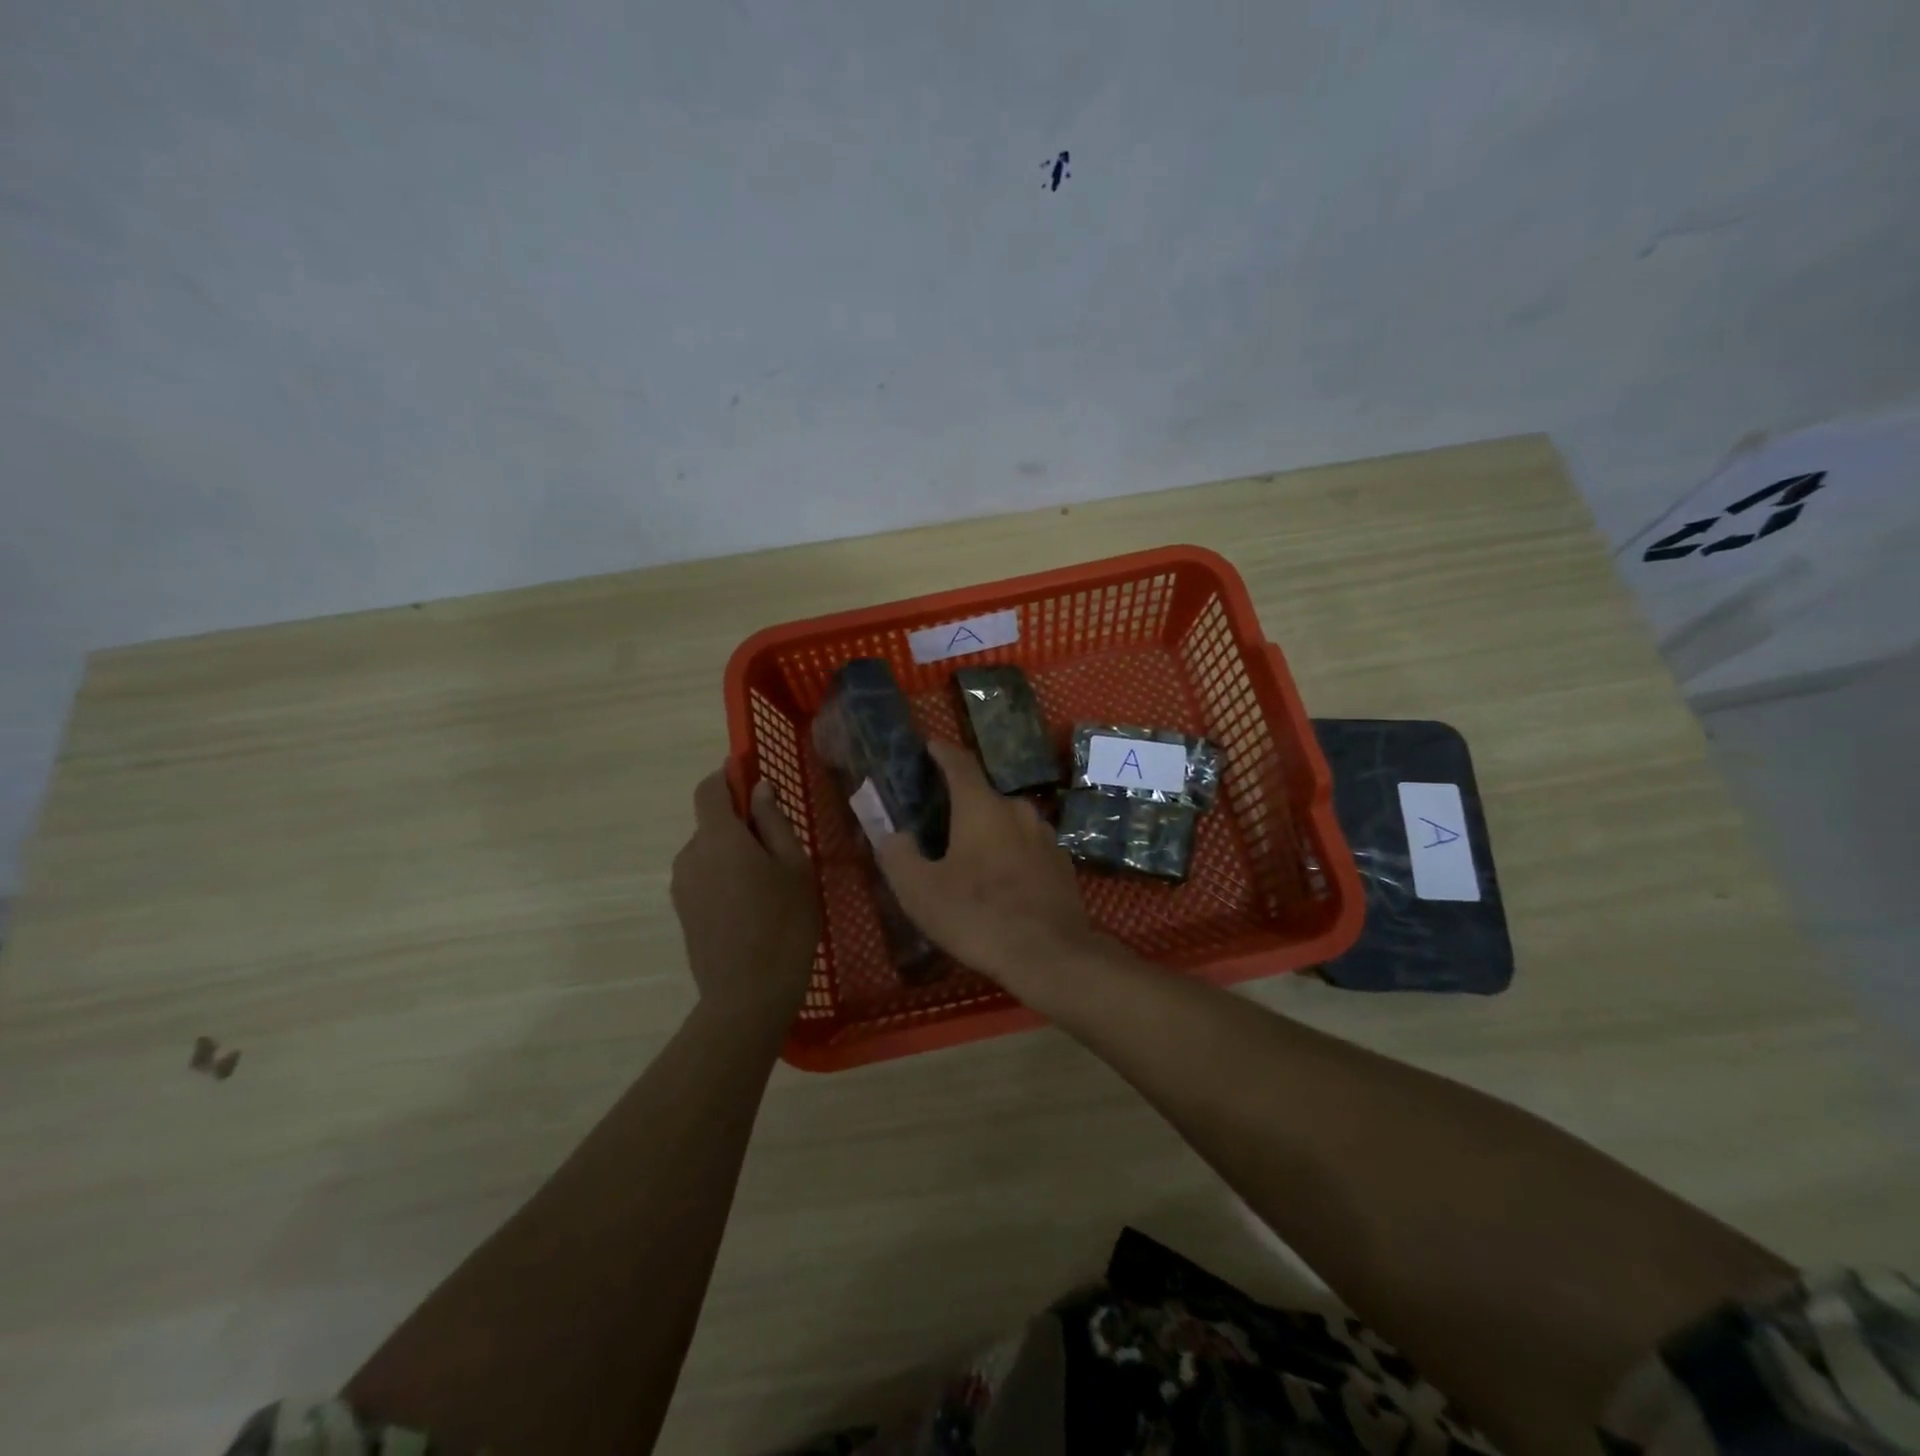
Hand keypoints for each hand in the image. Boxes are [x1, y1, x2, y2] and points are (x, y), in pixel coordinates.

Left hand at [671, 769, 820, 1026]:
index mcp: (719, 838)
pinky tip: (752, 907)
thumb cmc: (784, 924)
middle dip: (741, 823)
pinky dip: (725, 877)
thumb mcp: (795, 867)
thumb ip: (773, 822)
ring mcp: (682, 885)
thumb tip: (759, 789)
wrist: (748, 996)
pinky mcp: (683, 911)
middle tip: (780, 849)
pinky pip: (704, 876)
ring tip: (770, 884)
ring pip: (709, 851)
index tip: (754, 781)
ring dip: (734, 853)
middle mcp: (690, 855)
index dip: (728, 777)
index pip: (709, 788)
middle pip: (711, 822)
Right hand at [875, 740, 1104, 996]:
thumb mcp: (920, 891)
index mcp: (981, 807)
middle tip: (943, 822)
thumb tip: (893, 836)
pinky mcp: (1063, 865)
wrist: (1051, 954)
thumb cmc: (978, 915)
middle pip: (985, 796)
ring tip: (973, 857)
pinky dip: (1012, 855)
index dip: (943, 752)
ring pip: (1010, 823)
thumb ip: (898, 856)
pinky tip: (1004, 883)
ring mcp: (1046, 837)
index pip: (960, 764)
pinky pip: (1029, 849)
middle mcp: (1017, 811)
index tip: (931, 745)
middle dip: (963, 803)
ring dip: (990, 831)